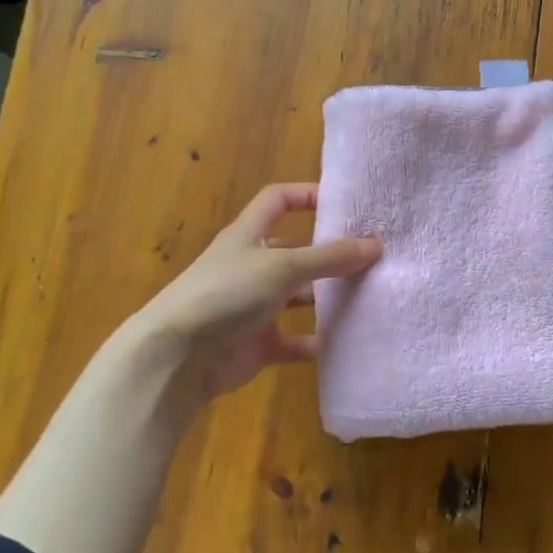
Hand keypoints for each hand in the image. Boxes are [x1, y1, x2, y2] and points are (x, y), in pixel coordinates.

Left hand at [116, 183, 381, 405]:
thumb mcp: (282, 267)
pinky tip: (346, 340)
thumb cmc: (227, 294)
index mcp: (248, 236)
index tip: (344, 203)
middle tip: (372, 256)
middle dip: (329, 253)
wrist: (177, 358)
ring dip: (328, 297)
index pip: (277, 200)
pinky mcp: (257, 344)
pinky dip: (317, 341)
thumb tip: (375, 245)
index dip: (306, 195)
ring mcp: (253, 307)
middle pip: (296, 251)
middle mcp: (251, 266)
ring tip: (369, 296)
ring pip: (298, 296)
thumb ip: (329, 257)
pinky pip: (295, 340)